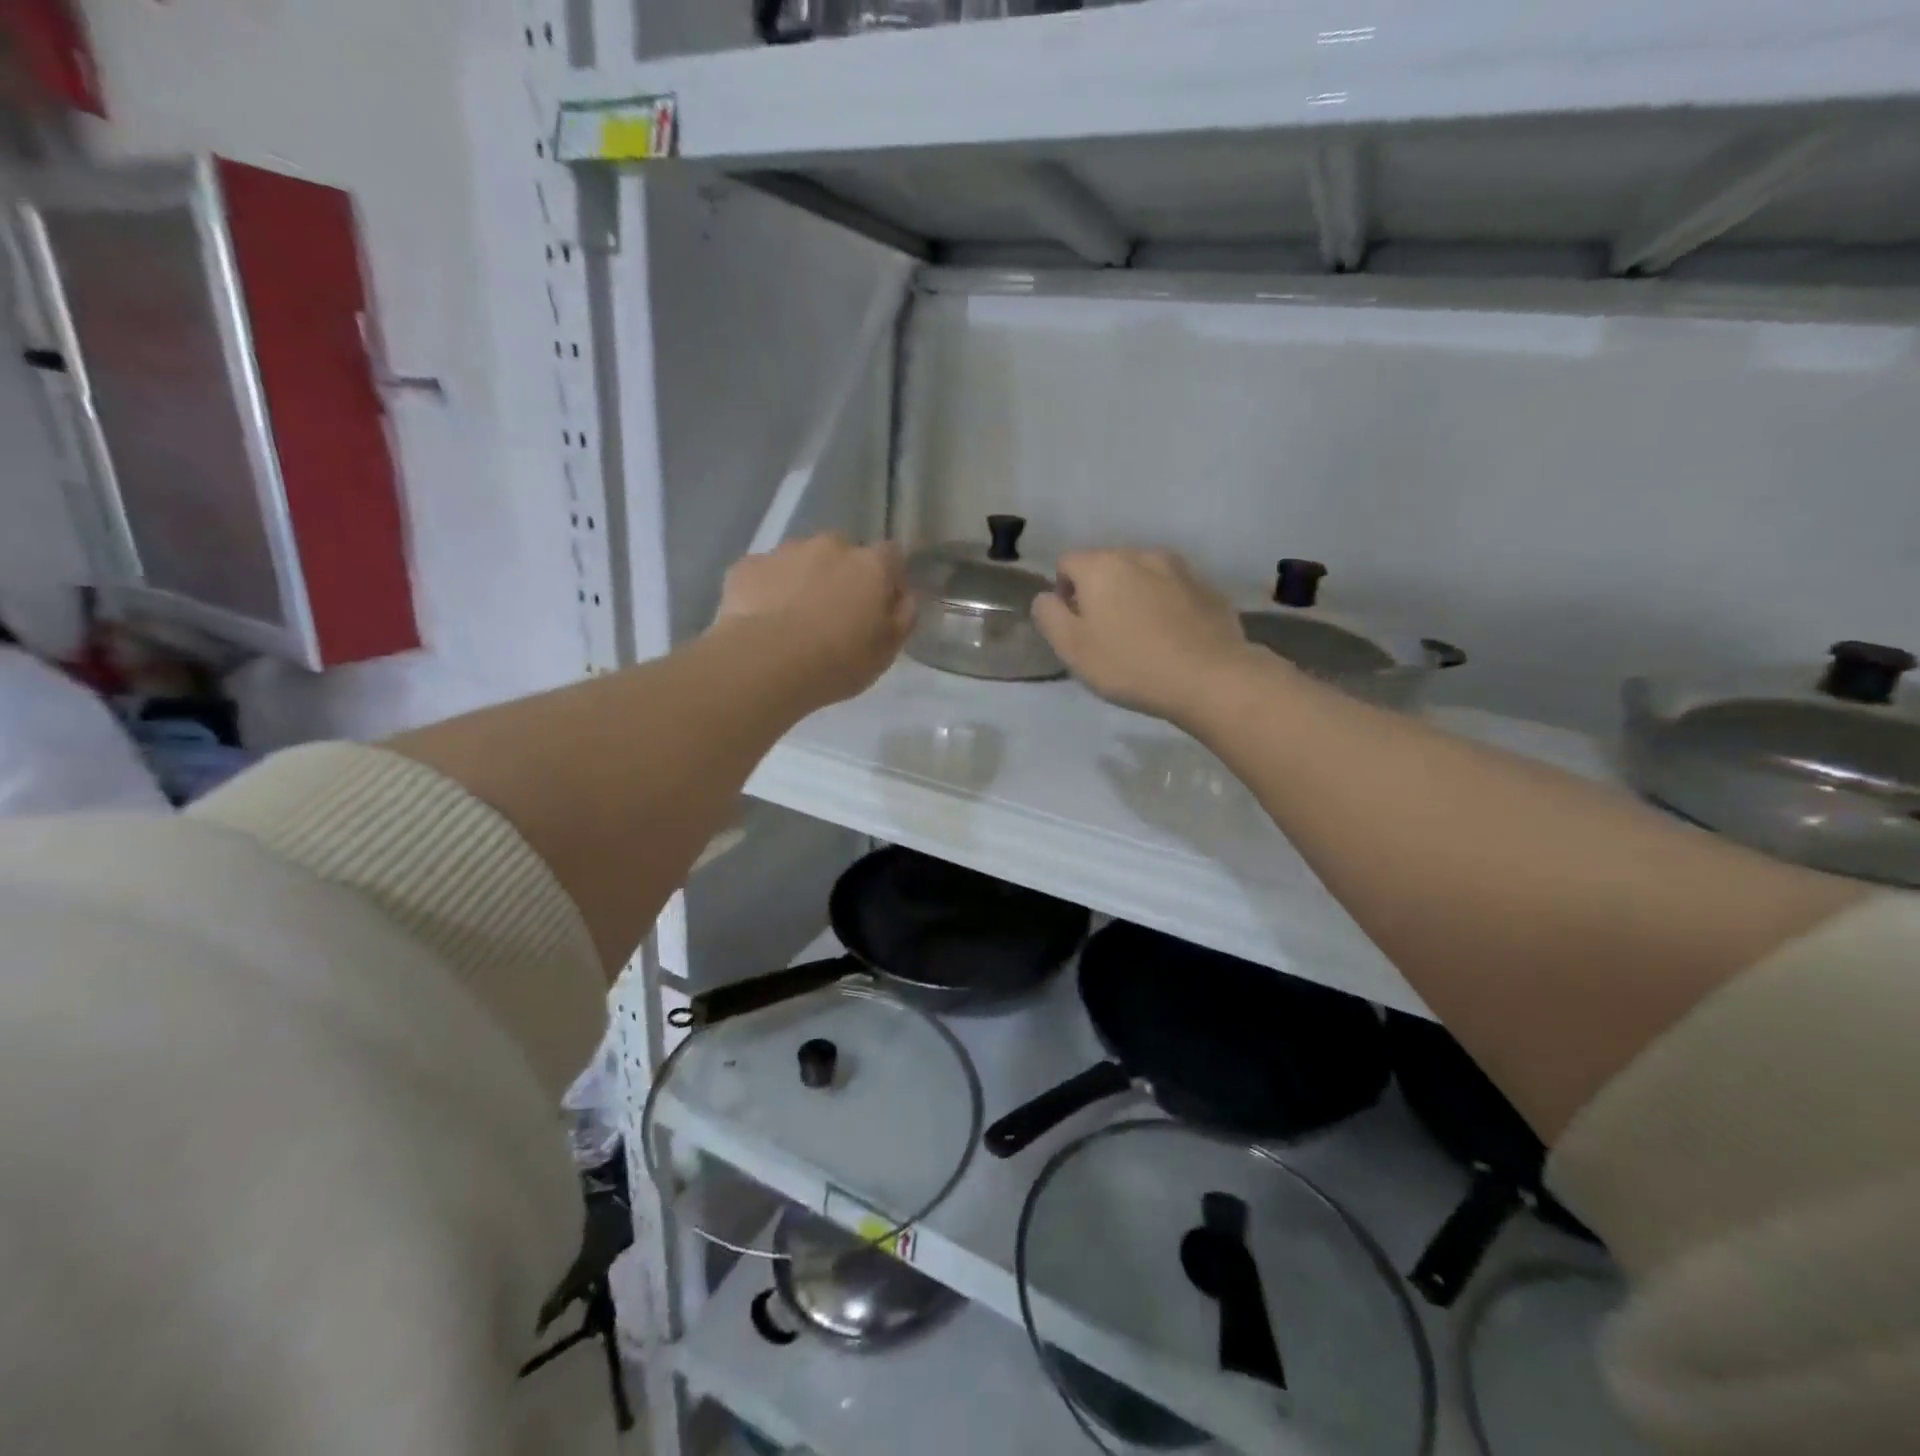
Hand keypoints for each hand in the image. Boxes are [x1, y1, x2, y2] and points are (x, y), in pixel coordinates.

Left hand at [715, 534, 915, 707]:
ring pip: (801, 559)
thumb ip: (902, 619)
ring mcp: (785, 551)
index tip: (881, 606)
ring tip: (793, 620)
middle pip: (843, 553)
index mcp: (870, 565)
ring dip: (804, 580)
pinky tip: (762, 621)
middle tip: (834, 615)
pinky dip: (768, 590)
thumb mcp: (885, 653)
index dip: (888, 578)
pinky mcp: (747, 566)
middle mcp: (830, 546)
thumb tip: (905, 599)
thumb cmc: (836, 662)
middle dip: (842, 576)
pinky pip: (765, 573)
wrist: (764, 663)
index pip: (891, 556)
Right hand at [1033, 549, 1260, 721]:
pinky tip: (1173, 638)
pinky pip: (1174, 590)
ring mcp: (1179, 568)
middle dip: (1100, 592)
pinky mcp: (1208, 588)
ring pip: (1143, 575)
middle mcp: (1140, 554)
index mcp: (1102, 565)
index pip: (1067, 562)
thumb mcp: (1072, 648)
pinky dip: (1166, 605)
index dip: (1063, 592)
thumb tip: (1046, 597)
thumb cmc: (1130, 665)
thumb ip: (1048, 615)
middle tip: (1106, 635)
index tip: (1075, 627)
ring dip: (1135, 596)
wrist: (1210, 678)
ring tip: (1142, 635)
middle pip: (1106, 565)